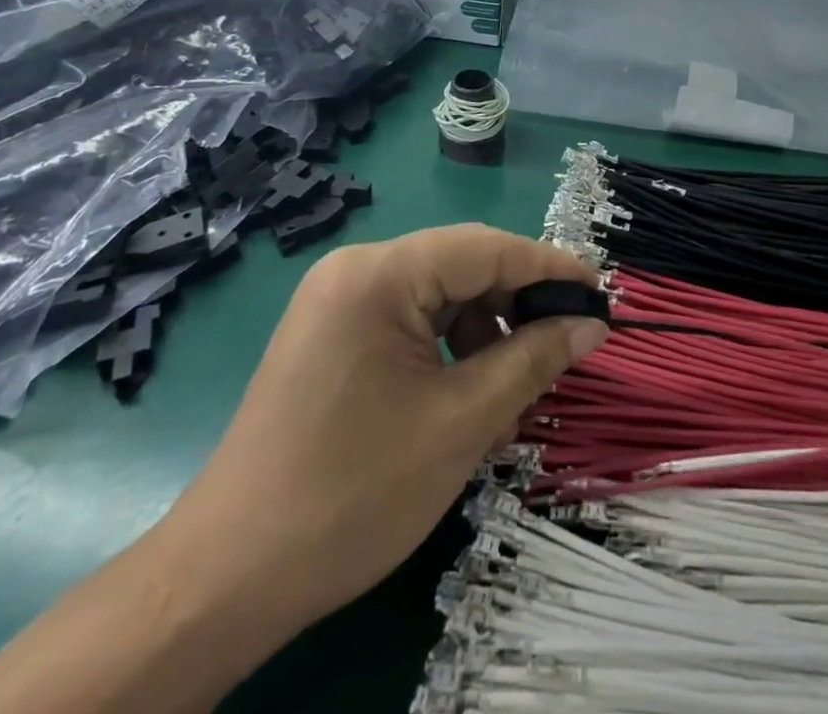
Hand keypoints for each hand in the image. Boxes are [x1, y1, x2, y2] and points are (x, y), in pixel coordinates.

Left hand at [155, 225, 606, 638]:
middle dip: (516, 304)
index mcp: (379, 273)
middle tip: (564, 344)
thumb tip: (591, 324)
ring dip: (484, 331)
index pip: (486, 248)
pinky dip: (448, 347)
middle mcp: (355, 269)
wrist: (228, 579)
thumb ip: (534, 359)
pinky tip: (466, 395)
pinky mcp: (331, 334)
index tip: (600, 292)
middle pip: (461, 266)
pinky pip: (409, 319)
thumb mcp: (462, 423)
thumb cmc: (353, 494)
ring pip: (438, 295)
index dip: (550, 267)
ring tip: (511, 388)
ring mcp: (337, 301)